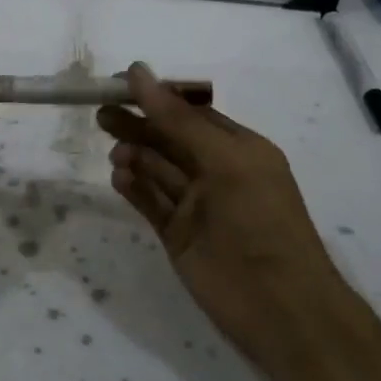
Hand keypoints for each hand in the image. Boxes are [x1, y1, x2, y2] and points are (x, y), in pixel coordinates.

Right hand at [97, 63, 334, 369]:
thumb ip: (178, 119)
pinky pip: (151, 203)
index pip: (192, 114)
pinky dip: (134, 188)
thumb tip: (138, 72)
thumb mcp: (224, 160)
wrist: (278, 307)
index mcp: (240, 149)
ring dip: (135, 156)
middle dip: (138, 125)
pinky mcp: (178, 235)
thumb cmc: (259, 221)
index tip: (120, 85)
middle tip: (102, 114)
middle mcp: (217, 173)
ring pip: (158, 171)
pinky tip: (118, 177)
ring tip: (115, 152)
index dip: (158, 98)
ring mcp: (196, 206)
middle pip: (169, 140)